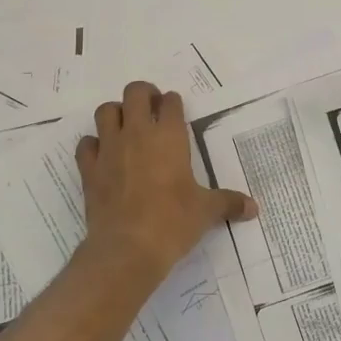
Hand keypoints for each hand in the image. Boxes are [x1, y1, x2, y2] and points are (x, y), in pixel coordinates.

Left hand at [76, 81, 257, 283]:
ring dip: (115, 113)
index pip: (170, 101)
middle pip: (135, 92)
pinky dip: (93, 145)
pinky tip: (103, 156)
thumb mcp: (206, 212)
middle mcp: (138, 133)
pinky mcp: (89, 168)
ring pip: (105, 111)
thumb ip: (229, 203)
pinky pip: (86, 144)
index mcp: (169, 137)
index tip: (176, 113)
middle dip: (143, 95)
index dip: (173, 103)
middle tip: (151, 110)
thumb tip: (254, 208)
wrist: (128, 248)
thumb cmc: (173, 223)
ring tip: (125, 127)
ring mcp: (109, 148)